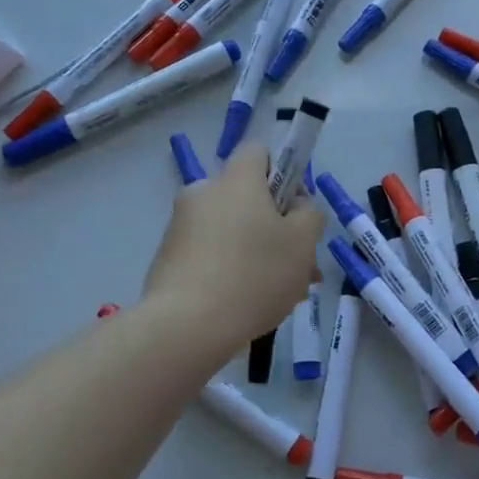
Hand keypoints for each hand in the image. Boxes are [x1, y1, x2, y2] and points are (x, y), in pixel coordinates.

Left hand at [141, 144, 323, 344]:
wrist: (186, 326)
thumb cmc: (254, 274)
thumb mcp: (303, 242)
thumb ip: (310, 214)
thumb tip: (297, 207)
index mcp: (236, 180)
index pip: (258, 152)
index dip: (282, 173)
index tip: (295, 209)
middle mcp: (203, 193)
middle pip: (247, 197)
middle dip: (275, 226)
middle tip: (299, 265)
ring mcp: (180, 227)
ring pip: (231, 230)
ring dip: (256, 252)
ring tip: (280, 294)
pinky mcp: (167, 259)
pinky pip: (210, 254)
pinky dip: (230, 270)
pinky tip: (248, 305)